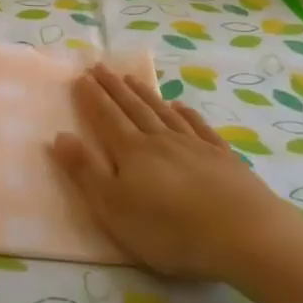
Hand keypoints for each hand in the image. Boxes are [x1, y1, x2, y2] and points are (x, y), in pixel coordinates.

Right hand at [51, 64, 285, 279]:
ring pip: (163, 112)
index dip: (92, 97)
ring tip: (131, 79)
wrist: (244, 235)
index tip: (81, 76)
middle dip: (114, 88)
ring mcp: (195, 146)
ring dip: (144, 94)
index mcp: (131, 153)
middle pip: (133, 108)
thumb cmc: (169, 229)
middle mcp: (160, 140)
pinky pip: (199, 127)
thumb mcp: (114, 208)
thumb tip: (59, 136)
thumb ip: (85, 172)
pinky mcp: (224, 158)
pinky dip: (186, 113)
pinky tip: (180, 106)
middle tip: (100, 67)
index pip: (106, 117)